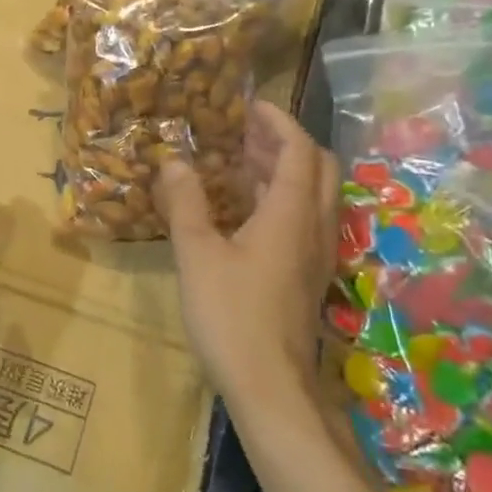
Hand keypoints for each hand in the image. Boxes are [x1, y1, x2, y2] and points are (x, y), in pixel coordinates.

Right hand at [156, 102, 337, 409]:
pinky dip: (280, 199)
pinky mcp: (307, 276)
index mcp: (291, 214)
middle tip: (245, 133)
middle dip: (285, 143)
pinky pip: (303, 220)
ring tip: (241, 162)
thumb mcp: (197, 254)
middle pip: (318, 168)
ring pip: (313, 195)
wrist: (270, 385)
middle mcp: (313, 227)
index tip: (249, 106)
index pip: (298, 150)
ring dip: (283, 171)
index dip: (277, 122)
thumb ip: (186, 203)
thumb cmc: (231, 315)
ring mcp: (316, 254)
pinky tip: (246, 211)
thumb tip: (173, 161)